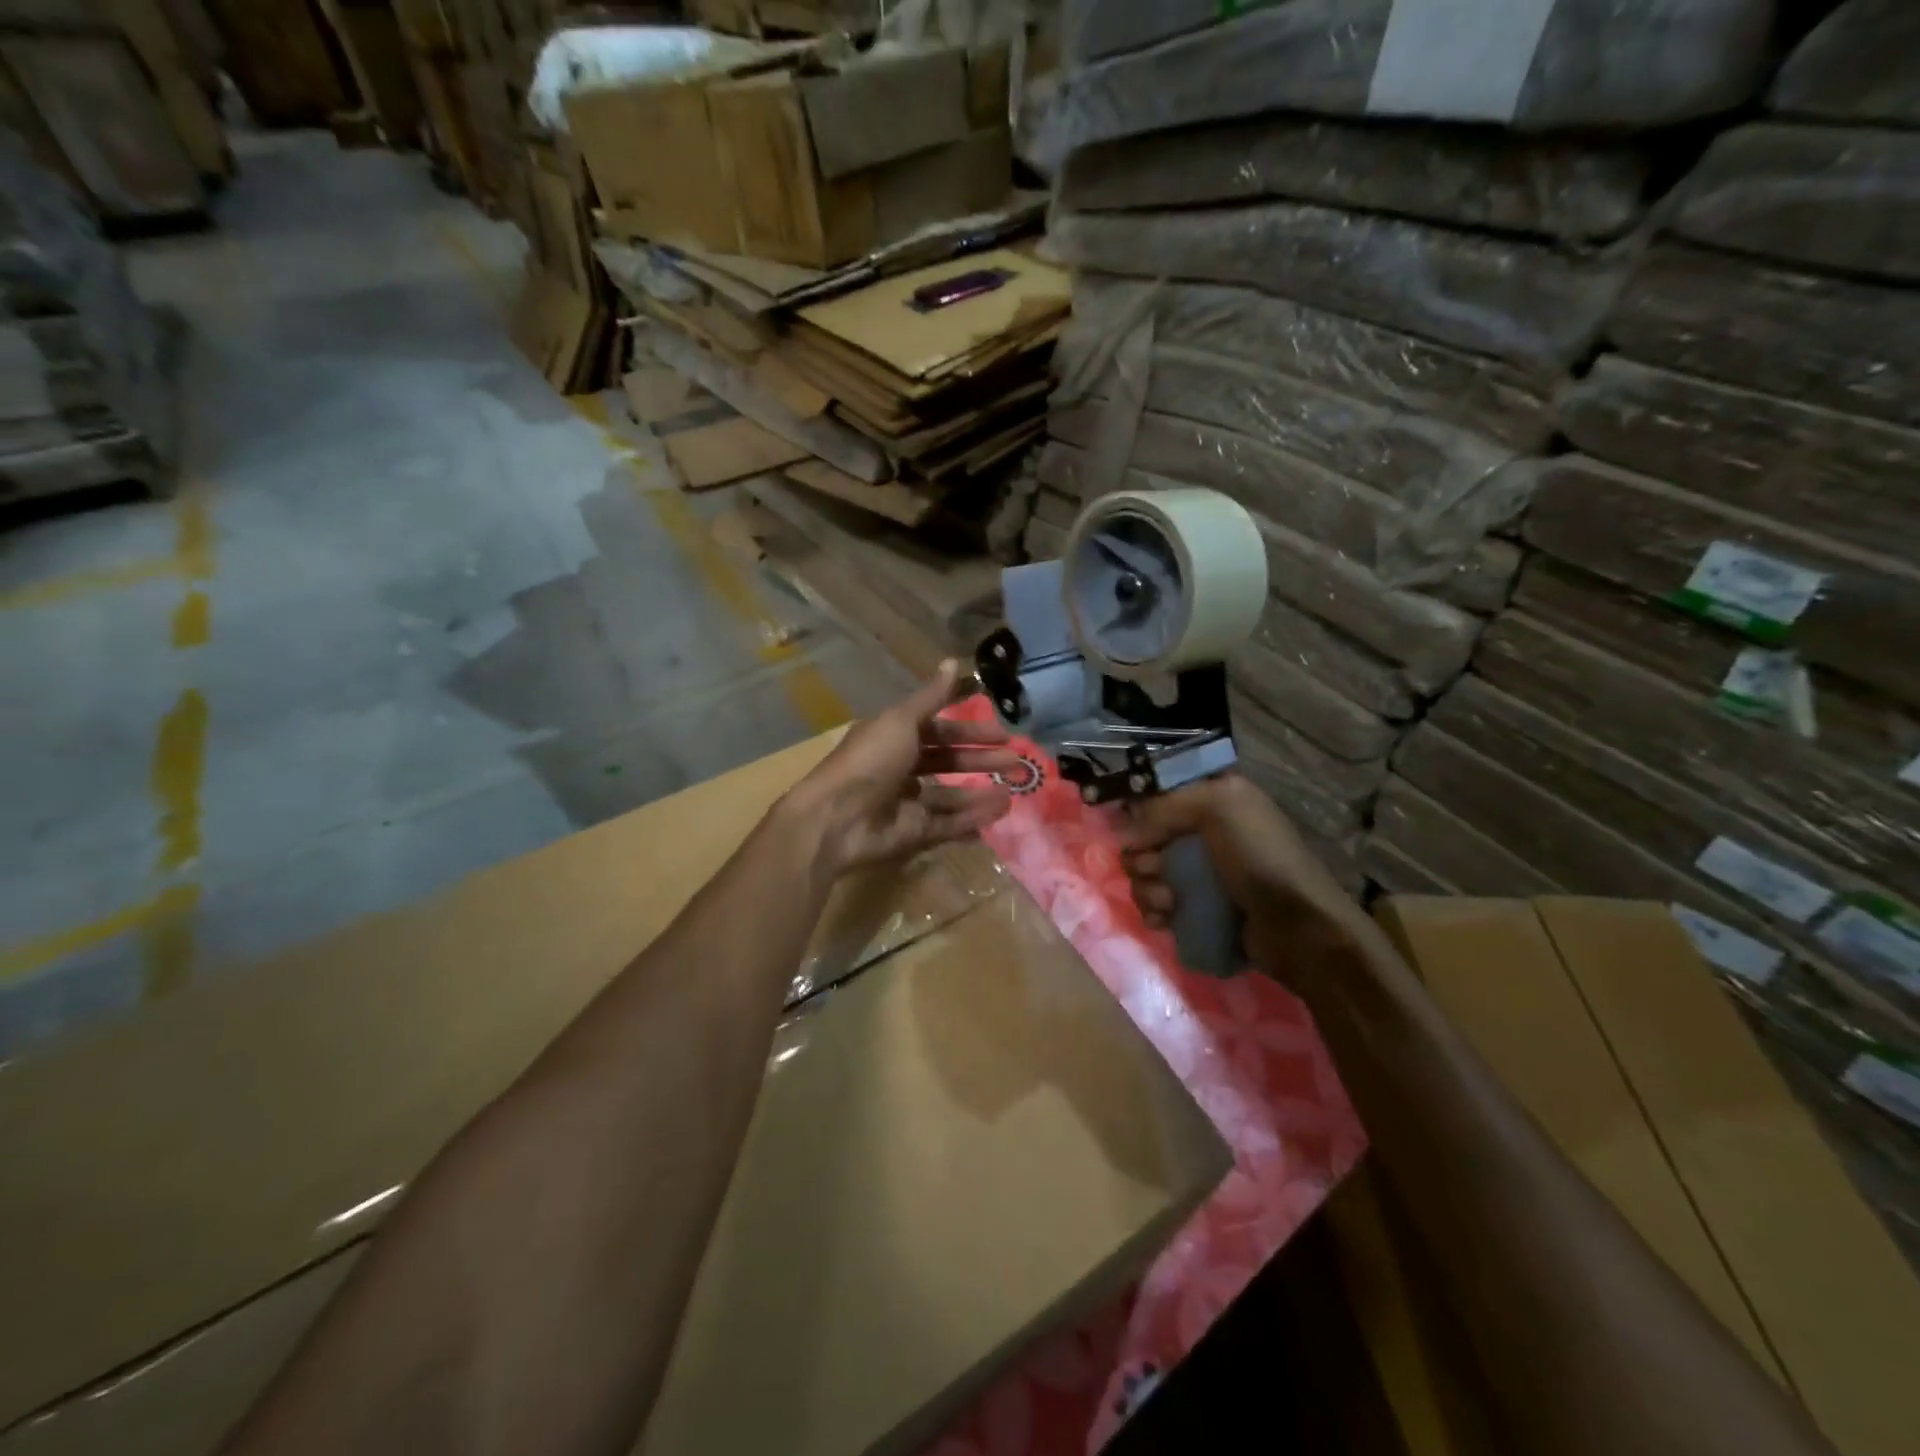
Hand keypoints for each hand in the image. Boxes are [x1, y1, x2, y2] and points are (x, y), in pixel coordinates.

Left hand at [785, 660, 1020, 875]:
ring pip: (950, 794)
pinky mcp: (912, 831)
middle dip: (981, 759)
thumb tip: (952, 661)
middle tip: (1016, 761)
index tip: (1002, 732)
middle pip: (947, 761)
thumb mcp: (901, 720)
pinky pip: (947, 823)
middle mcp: (900, 767)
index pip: (938, 729)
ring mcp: (906, 801)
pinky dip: (972, 818)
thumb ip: (931, 697)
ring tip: (1014, 790)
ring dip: (981, 791)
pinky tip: (999, 812)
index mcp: (894, 736)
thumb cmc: (869, 760)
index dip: (969, 728)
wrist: (836, 818)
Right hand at [1118, 774, 1366, 968]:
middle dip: (1142, 857)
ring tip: (1169, 903)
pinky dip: (1155, 912)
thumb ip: (1164, 807)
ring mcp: (1201, 873)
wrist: (1298, 927)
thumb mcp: (1219, 807)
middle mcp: (1204, 832)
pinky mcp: (1197, 909)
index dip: (1141, 813)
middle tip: (1157, 870)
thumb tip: (1123, 836)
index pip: (1157, 796)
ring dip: (1148, 889)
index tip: (1137, 833)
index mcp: (1213, 799)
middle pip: (1146, 838)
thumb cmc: (1260, 857)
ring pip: (1147, 874)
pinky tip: (1165, 921)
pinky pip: (1157, 905)